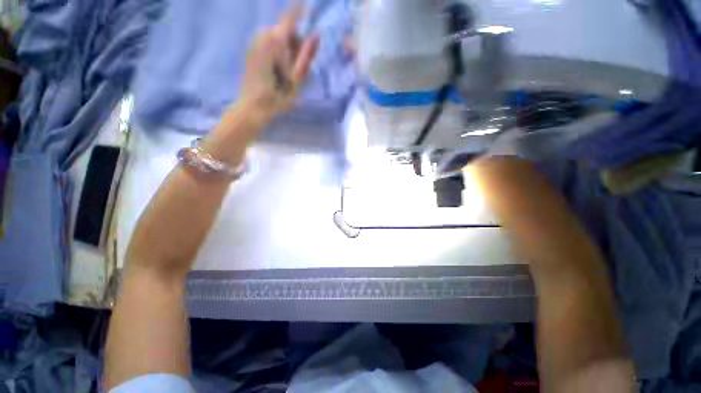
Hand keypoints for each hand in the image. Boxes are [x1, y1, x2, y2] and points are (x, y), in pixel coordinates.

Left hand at [239, 7, 319, 124]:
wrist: (252, 108)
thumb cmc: (276, 98)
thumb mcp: (296, 80)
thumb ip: (306, 57)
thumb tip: (316, 35)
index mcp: (274, 43)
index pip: (290, 18)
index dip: (300, 10)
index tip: (308, 6)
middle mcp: (263, 36)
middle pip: (286, 30)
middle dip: (296, 43)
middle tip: (299, 67)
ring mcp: (255, 43)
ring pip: (279, 37)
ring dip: (288, 50)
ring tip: (288, 72)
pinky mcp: (252, 50)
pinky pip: (270, 44)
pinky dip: (279, 52)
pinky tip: (279, 69)